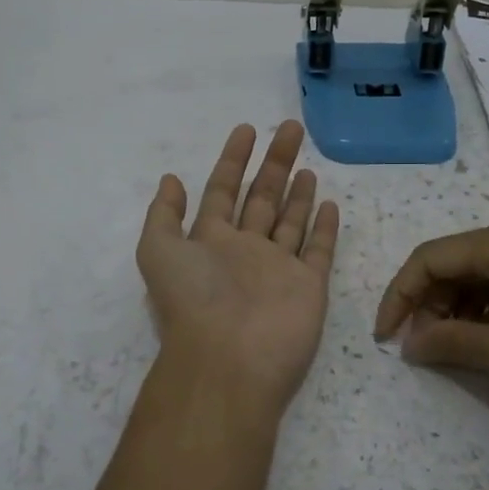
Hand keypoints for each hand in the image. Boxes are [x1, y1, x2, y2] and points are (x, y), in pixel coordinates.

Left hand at [138, 121, 340, 408]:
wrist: (230, 360)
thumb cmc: (194, 301)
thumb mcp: (158, 251)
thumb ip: (165, 214)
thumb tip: (170, 179)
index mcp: (210, 241)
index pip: (222, 191)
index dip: (232, 160)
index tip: (247, 130)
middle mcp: (245, 251)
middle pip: (261, 197)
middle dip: (274, 163)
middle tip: (290, 129)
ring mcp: (278, 268)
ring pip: (290, 221)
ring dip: (297, 194)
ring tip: (307, 166)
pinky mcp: (308, 286)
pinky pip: (318, 250)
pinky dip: (324, 228)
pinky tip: (330, 203)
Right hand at [373, 221, 488, 420]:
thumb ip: (454, 344)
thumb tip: (409, 343)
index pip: (430, 258)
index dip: (400, 296)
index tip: (387, 338)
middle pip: (456, 261)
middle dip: (430, 303)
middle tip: (425, 349)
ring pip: (483, 273)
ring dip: (459, 308)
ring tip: (458, 349)